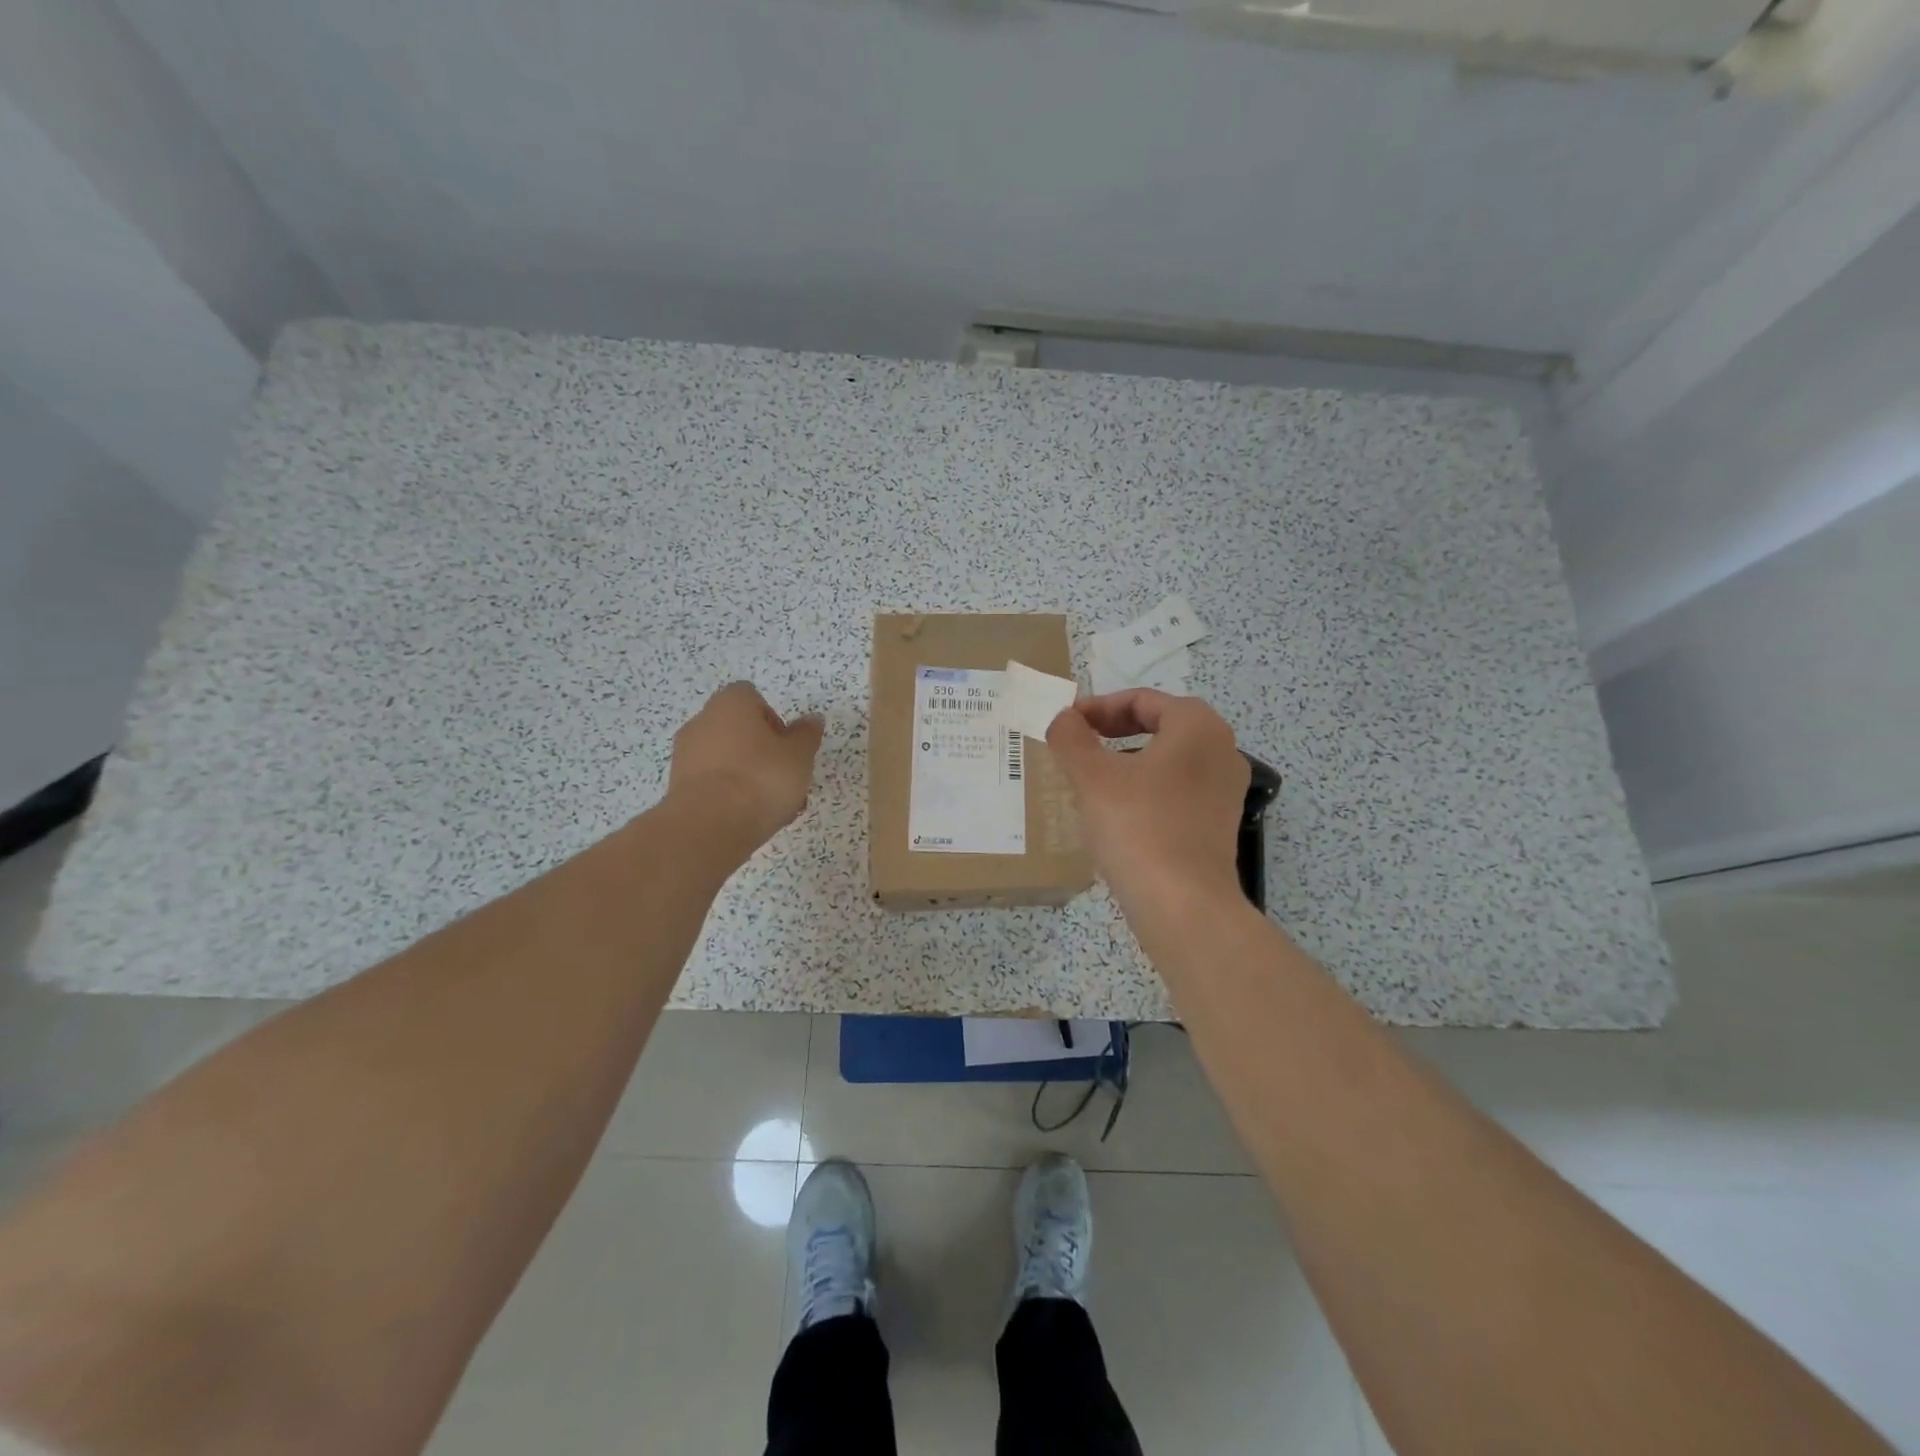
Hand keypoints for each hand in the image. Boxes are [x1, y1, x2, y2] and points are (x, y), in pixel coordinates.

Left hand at [668, 682, 824, 850]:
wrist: (709, 827)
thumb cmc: (760, 779)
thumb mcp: (799, 755)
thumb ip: (807, 735)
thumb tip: (811, 720)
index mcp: (730, 704)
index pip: (752, 697)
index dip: (773, 720)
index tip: (786, 747)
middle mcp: (702, 722)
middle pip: (739, 730)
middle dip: (763, 752)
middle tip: (784, 778)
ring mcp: (686, 755)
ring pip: (727, 760)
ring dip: (749, 776)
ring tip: (773, 807)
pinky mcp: (679, 787)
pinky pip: (713, 783)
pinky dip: (730, 795)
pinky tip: (749, 818)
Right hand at [1045, 689, 1249, 912]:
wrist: (1184, 906)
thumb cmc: (1139, 827)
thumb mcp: (1092, 777)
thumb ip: (1071, 738)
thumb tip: (1063, 718)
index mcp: (1197, 726)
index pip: (1142, 699)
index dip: (1097, 707)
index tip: (1066, 725)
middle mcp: (1221, 750)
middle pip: (1158, 725)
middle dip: (1113, 731)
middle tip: (1076, 746)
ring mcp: (1224, 790)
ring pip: (1167, 759)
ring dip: (1127, 760)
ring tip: (1091, 779)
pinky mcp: (1218, 823)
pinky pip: (1177, 790)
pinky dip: (1145, 789)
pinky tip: (1117, 813)